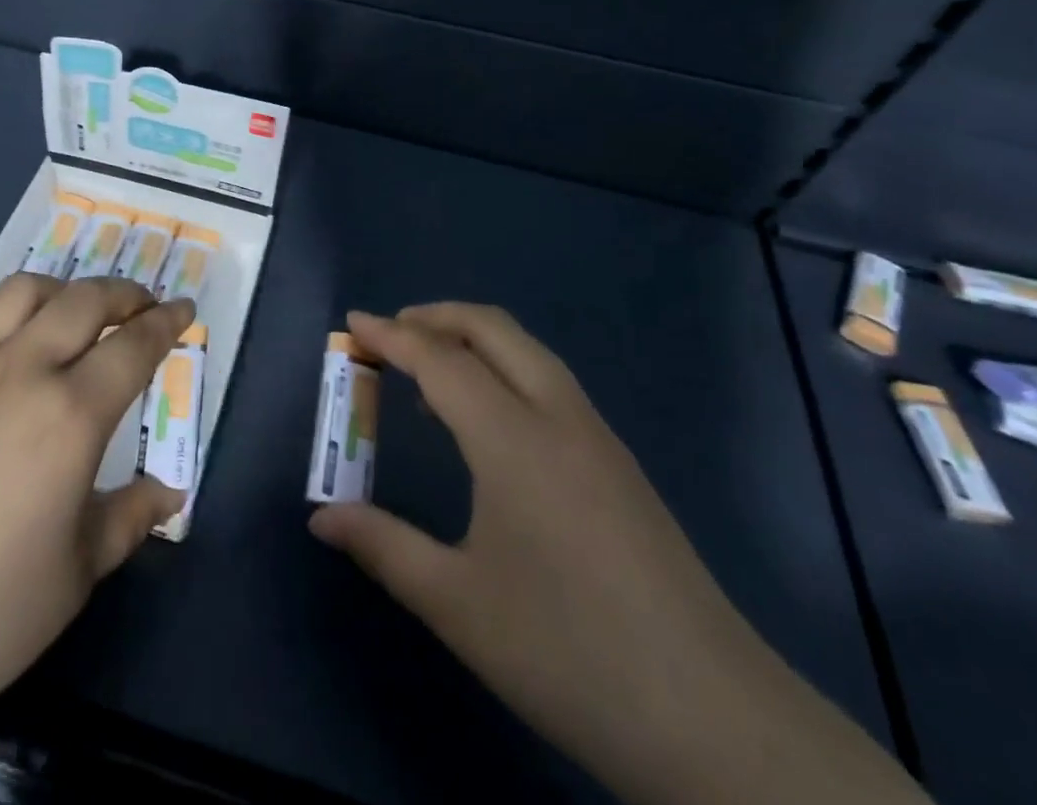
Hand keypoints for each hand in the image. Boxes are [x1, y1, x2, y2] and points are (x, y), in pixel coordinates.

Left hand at [0, 275, 191, 804]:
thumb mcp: (78, 572)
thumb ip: (130, 517)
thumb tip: (169, 493)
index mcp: (70, 414)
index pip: (135, 345)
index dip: (167, 321)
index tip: (184, 310)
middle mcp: (18, 372)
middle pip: (83, 300)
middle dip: (122, 292)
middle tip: (138, 305)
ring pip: (16, 293)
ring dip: (55, 291)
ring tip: (66, 311)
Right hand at [309, 305, 924, 804]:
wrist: (715, 720)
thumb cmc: (567, 651)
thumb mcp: (456, 603)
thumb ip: (382, 546)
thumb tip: (321, 516)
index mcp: (512, 437)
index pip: (439, 359)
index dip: (391, 335)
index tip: (352, 321)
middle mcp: (557, 416)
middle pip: (492, 328)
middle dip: (436, 317)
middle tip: (389, 334)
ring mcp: (597, 436)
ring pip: (528, 351)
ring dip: (474, 340)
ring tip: (431, 373)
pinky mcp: (620, 464)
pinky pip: (549, 383)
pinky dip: (505, 369)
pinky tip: (489, 423)